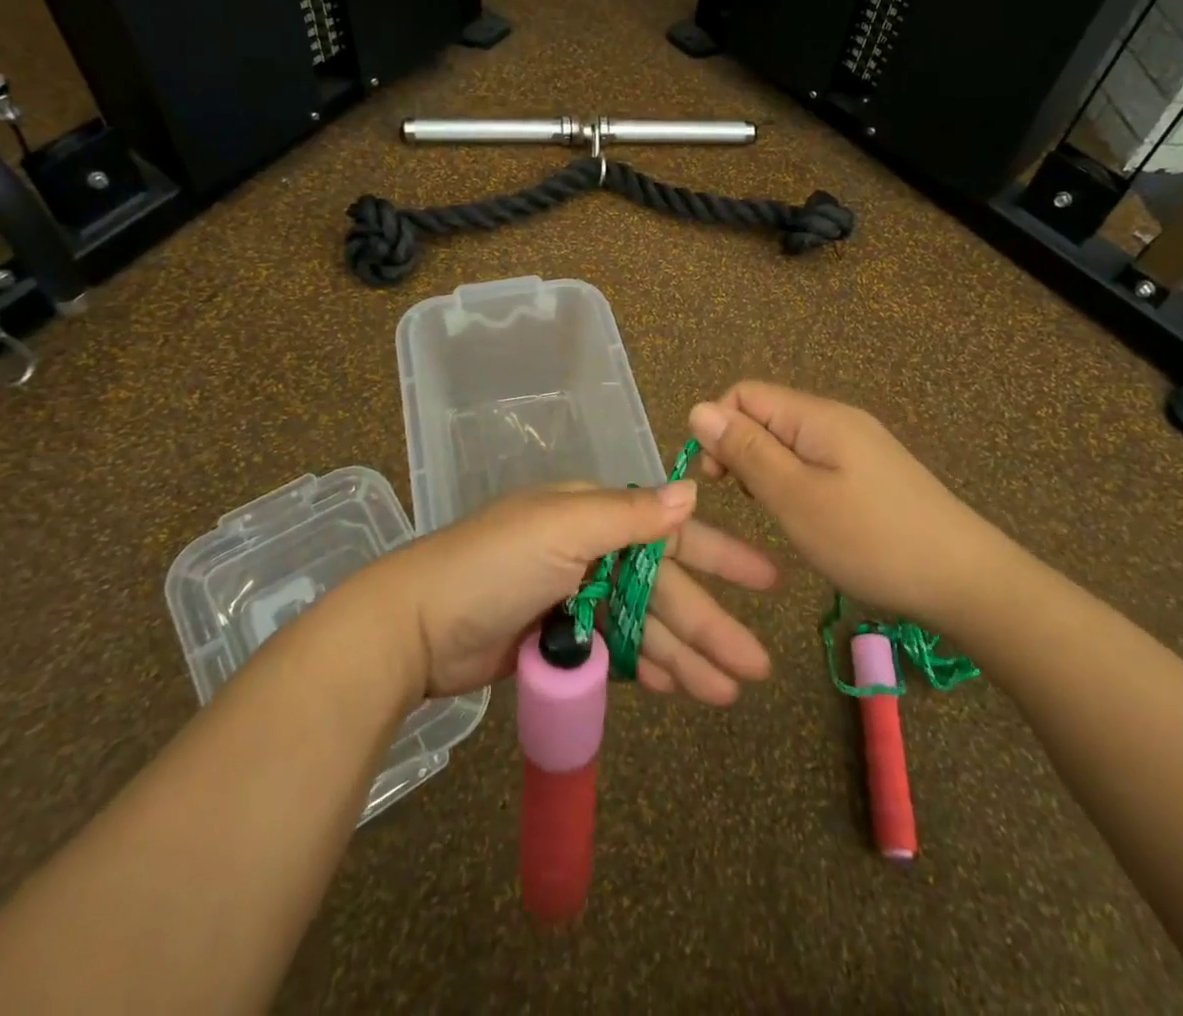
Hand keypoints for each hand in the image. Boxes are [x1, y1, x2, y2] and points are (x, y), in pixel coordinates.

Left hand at [358, 481, 776, 704]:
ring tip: (728, 693)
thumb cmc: (494, 565)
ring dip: (686, 656)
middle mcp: (590, 549)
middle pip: (662, 588)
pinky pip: (617, 651)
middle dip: (710, 624)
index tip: (766, 580)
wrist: (416, 626)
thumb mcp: (563, 529)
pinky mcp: (560, 638)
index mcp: (593, 514)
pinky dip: (647, 668)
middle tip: (757, 667)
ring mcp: (575, 595)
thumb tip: (691, 489)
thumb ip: (629, 514)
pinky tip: (678, 689)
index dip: (719, 555)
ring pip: (644, 626)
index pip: (669, 532)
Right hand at [687, 382, 1004, 624]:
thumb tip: (699, 409)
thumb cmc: (870, 539)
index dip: (719, 428)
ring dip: (768, 471)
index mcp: (817, 416)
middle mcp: (837, 419)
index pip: (744, 394)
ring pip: (789, 441)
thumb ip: (746, 451)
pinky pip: (815, 461)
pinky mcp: (872, 472)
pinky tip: (809, 518)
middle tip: (748, 503)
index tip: (717, 480)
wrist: (967, 581)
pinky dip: (797, 483)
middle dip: (742, 451)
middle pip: (766, 415)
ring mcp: (859, 445)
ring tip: (778, 515)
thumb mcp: (795, 497)